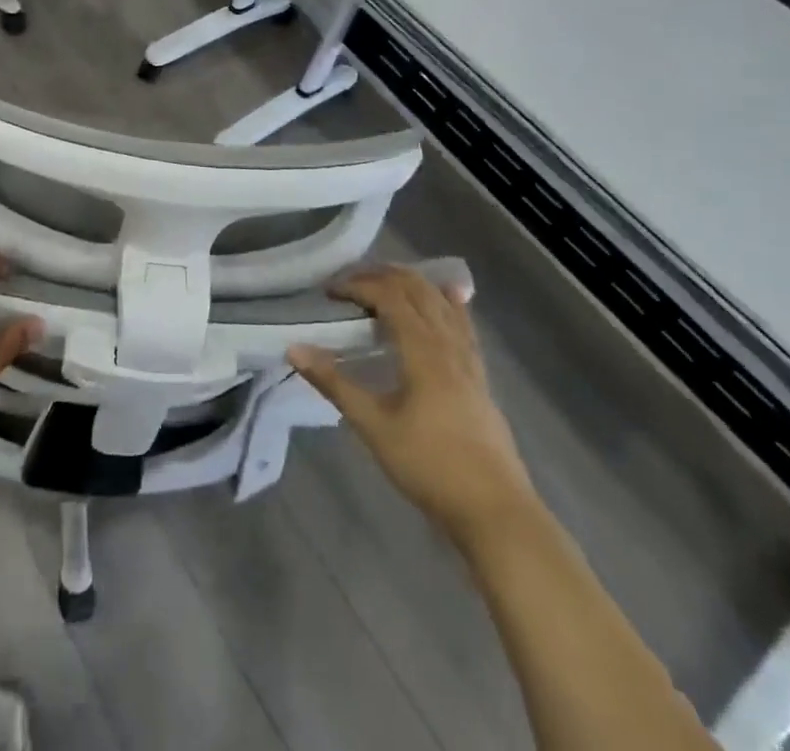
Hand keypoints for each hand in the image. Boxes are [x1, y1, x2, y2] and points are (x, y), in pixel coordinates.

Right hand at [288, 265, 537, 547]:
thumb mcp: (373, 425)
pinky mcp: (480, 378)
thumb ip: (334, 383)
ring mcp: (470, 360)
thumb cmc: (430, 466)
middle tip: (349, 282)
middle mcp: (449, 344)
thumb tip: (293, 348)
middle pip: (418, 289)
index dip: (357, 285)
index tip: (328, 292)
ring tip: (384, 283)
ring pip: (443, 302)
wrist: (495, 512)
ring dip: (412, 284)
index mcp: (423, 349)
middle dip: (382, 276)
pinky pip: (463, 324)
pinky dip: (448, 303)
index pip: (388, 296)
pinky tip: (449, 297)